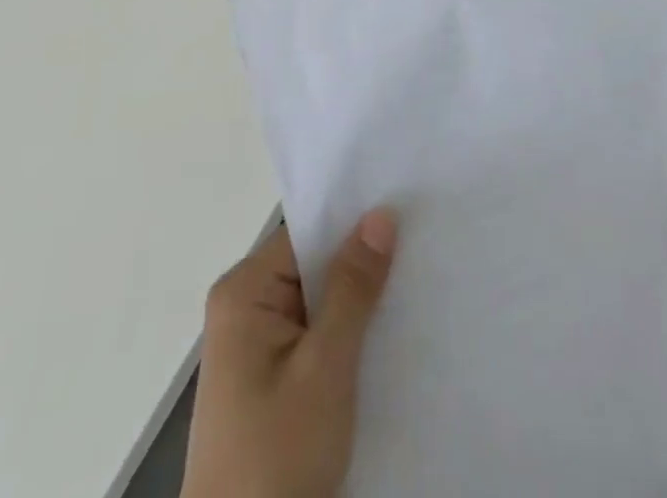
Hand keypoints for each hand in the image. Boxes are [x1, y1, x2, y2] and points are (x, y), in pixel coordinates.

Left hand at [181, 211, 398, 497]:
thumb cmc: (275, 458)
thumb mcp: (324, 368)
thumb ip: (353, 288)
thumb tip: (381, 214)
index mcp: (244, 292)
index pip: (308, 231)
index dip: (355, 220)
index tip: (406, 208)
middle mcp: (246, 307)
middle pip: (315, 263)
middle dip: (362, 261)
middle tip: (422, 243)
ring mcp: (257, 346)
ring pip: (320, 300)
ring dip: (359, 300)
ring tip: (416, 280)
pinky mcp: (272, 379)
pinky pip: (317, 333)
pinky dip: (349, 333)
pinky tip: (389, 330)